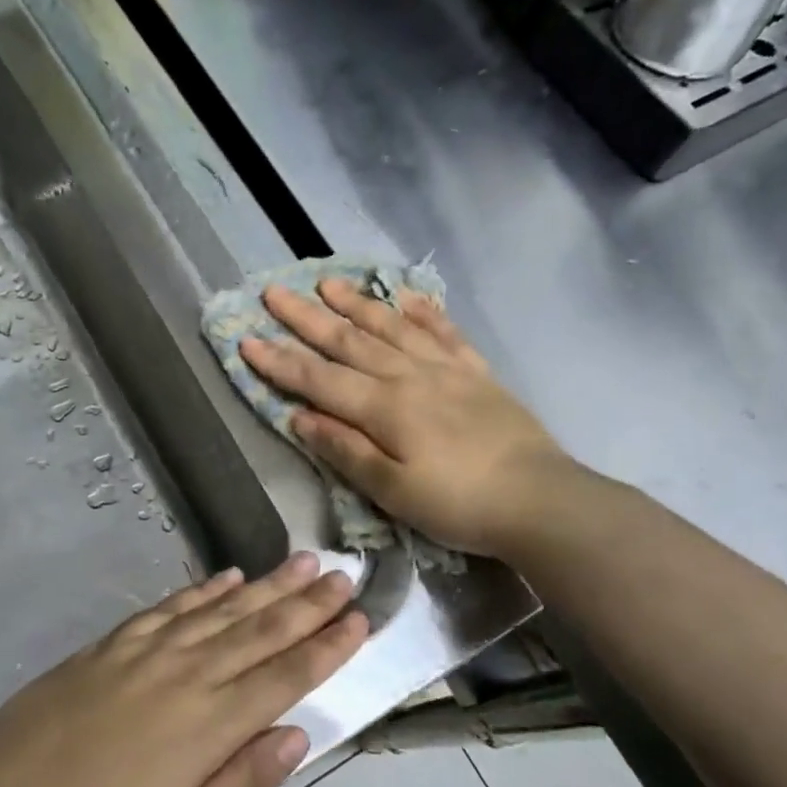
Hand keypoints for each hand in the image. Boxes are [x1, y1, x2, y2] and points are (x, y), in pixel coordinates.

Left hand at [0, 555, 366, 786]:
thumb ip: (244, 780)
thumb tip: (299, 735)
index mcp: (212, 723)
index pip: (287, 675)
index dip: (328, 646)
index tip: (360, 618)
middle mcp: (190, 673)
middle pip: (263, 630)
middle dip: (309, 602)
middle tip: (345, 574)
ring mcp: (150, 650)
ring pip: (224, 609)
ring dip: (268, 585)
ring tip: (303, 561)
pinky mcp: (115, 642)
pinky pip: (172, 607)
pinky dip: (206, 589)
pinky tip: (229, 576)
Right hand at [240, 280, 570, 556]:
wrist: (540, 499)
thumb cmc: (459, 504)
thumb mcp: (393, 491)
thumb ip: (346, 450)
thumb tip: (300, 417)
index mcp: (384, 407)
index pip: (318, 379)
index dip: (280, 362)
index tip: (247, 340)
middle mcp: (409, 376)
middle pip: (349, 341)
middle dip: (307, 318)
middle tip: (273, 292)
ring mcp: (446, 369)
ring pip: (392, 327)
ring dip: (358, 304)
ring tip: (329, 282)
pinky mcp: (476, 373)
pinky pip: (444, 332)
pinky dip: (423, 311)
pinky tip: (407, 296)